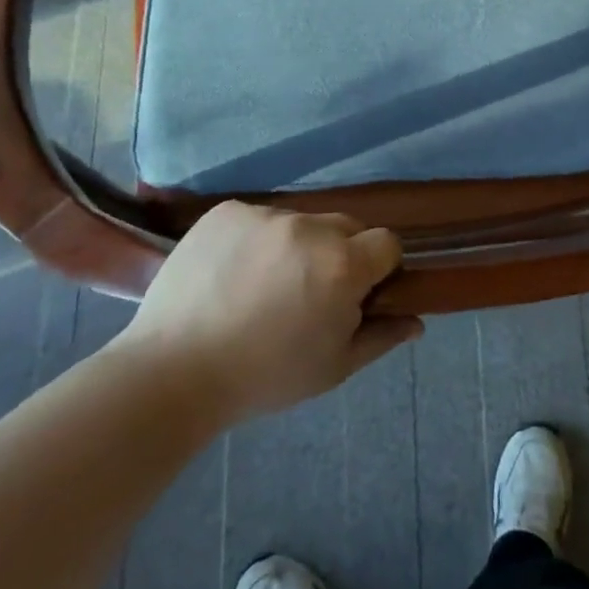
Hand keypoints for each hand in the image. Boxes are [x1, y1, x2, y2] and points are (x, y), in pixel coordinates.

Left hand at [111, 202, 422, 422]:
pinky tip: (234, 272)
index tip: (358, 294)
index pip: (386, 243)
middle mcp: (310, 227)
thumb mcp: (333, 368)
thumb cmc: (264, 377)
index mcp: (342, 264)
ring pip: (301, 222)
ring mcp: (265, 215)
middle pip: (347, 226)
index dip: (379, 268)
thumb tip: (417, 321)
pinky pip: (259, 217)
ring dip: (298, 246)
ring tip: (264, 285)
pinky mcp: (227, 211)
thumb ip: (381, 336)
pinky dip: (256, 239)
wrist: (172, 372)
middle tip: (310, 292)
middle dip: (341, 253)